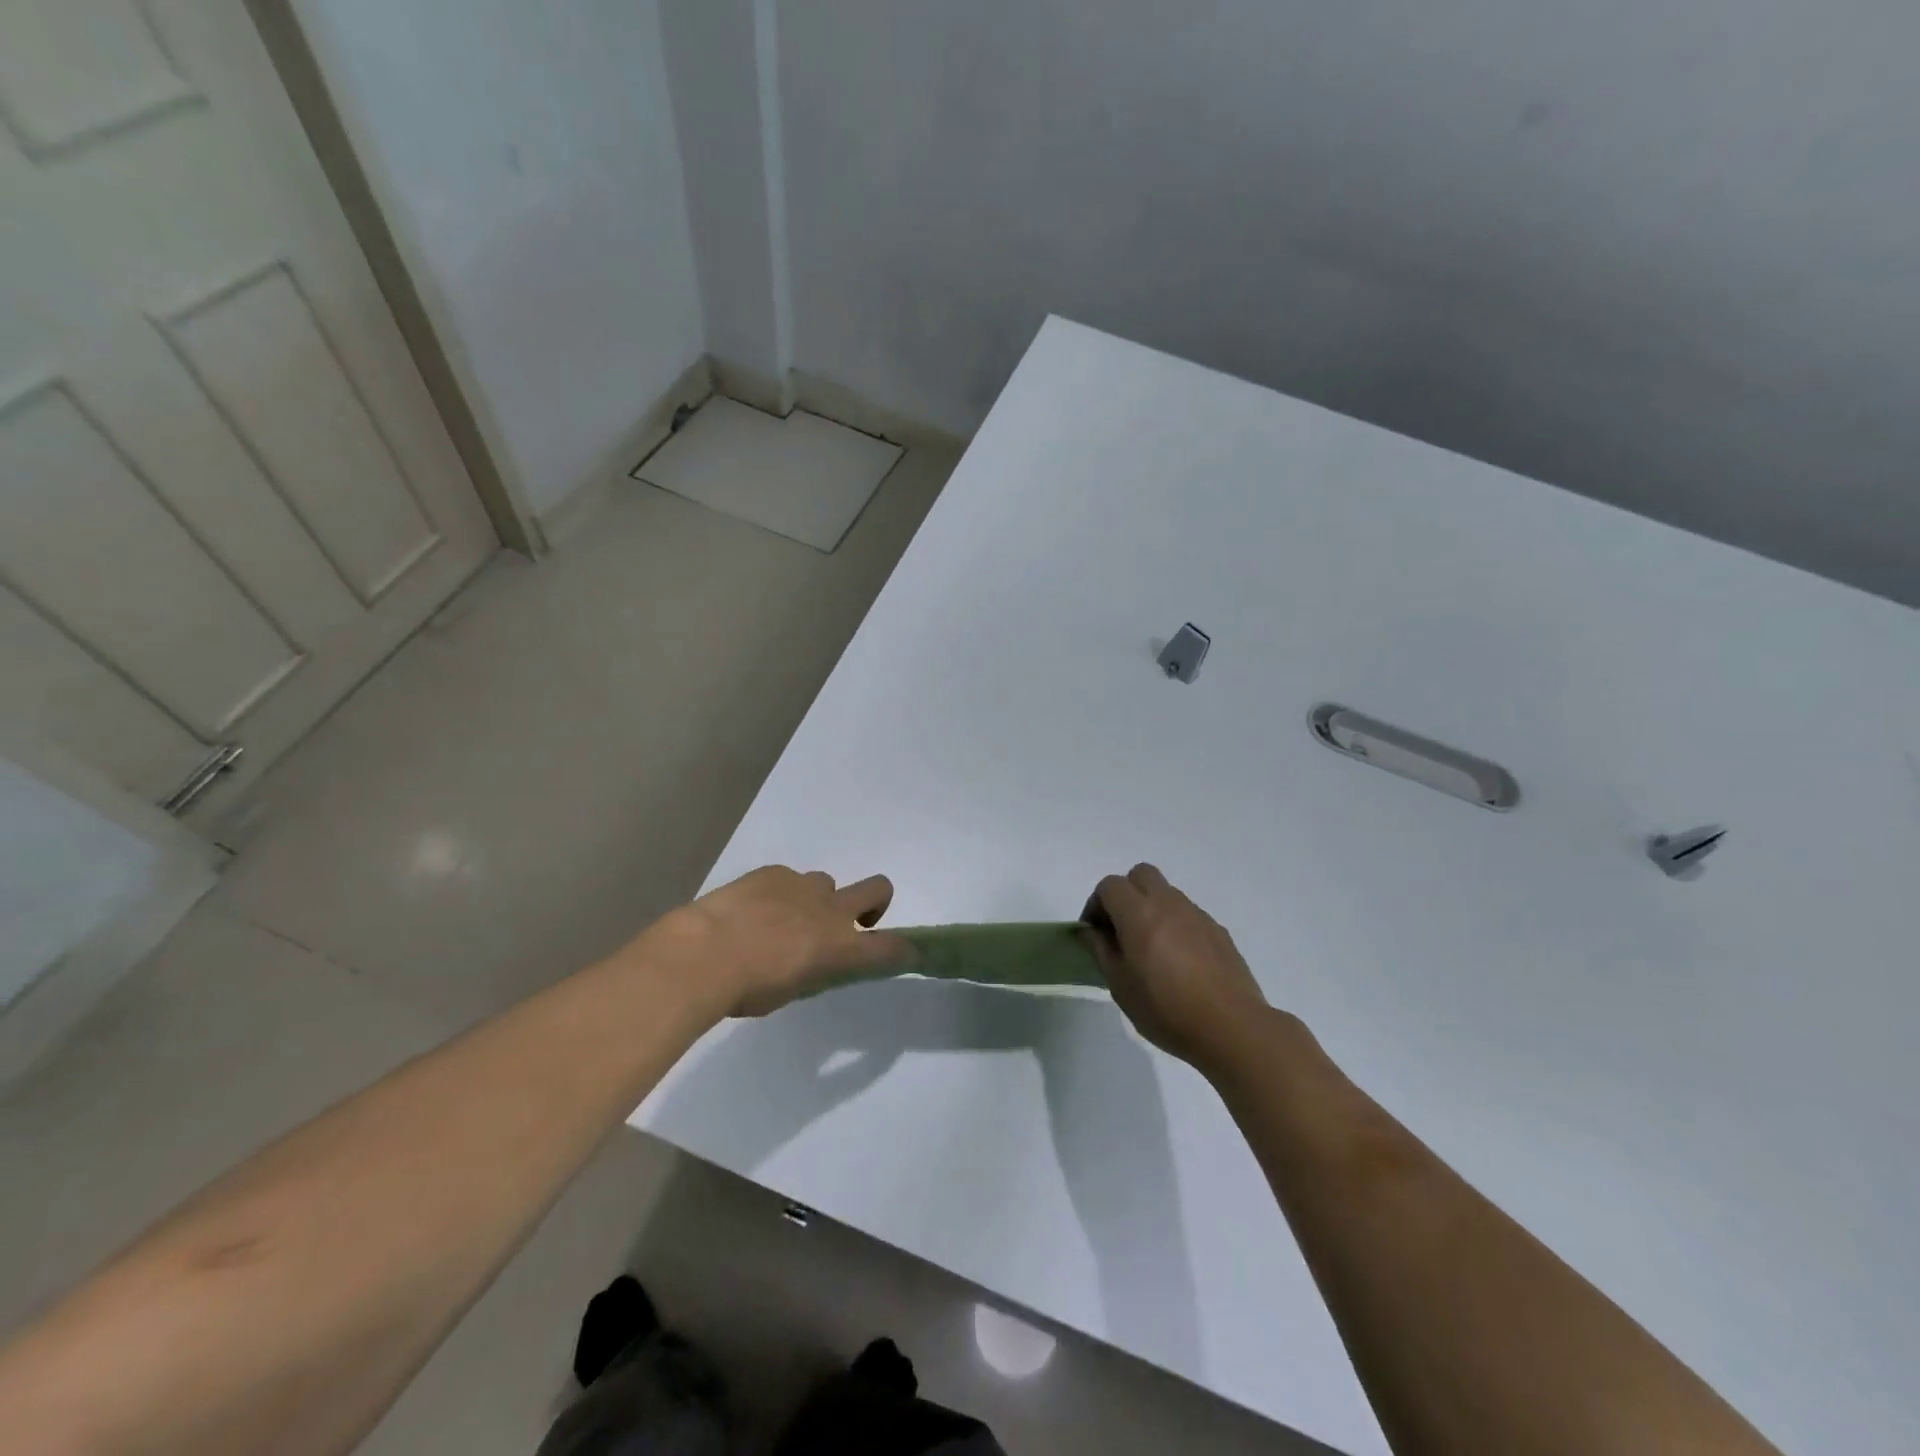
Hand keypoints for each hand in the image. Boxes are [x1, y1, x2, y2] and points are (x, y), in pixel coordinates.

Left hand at [638, 865, 911, 1018]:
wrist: (704, 951)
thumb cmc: (747, 989)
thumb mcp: (790, 993)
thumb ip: (811, 972)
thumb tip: (810, 963)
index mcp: (841, 948)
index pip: (890, 947)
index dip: (904, 949)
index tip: (908, 951)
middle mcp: (831, 911)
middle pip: (878, 888)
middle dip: (877, 902)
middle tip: (851, 922)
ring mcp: (803, 885)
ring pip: (827, 883)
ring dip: (816, 900)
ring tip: (782, 920)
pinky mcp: (773, 872)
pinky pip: (787, 879)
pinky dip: (778, 894)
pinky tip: (751, 911)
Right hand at [1083, 863, 1271, 1071]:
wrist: (1231, 1027)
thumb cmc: (1166, 1009)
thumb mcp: (1120, 986)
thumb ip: (1101, 951)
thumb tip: (1089, 931)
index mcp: (1139, 914)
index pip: (1109, 885)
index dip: (1095, 904)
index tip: (1094, 933)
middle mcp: (1168, 904)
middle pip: (1140, 875)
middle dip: (1125, 894)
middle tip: (1120, 929)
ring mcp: (1197, 915)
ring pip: (1166, 893)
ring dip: (1151, 908)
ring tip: (1150, 948)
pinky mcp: (1218, 931)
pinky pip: (1188, 914)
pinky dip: (1175, 925)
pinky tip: (1179, 962)